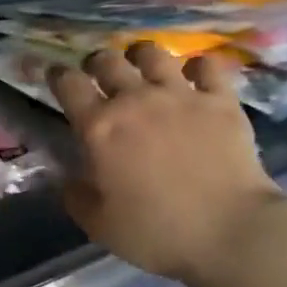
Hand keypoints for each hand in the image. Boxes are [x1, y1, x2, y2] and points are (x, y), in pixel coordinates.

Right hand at [49, 43, 285, 283]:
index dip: (58, 75)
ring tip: (142, 64)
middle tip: (99, 74)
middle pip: (107, 61)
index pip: (69, 84)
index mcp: (100, 128)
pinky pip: (206, 65)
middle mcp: (135, 100)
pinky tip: (195, 76)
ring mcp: (180, 95)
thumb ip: (76, 197)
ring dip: (141, 55)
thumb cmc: (157, 233)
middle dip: (97, 62)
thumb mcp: (100, 226)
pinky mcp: (220, 100)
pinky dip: (197, 67)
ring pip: (153, 54)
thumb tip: (68, 179)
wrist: (229, 232)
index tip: (56, 76)